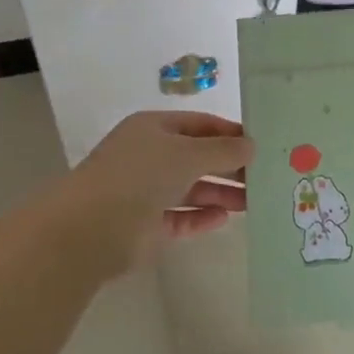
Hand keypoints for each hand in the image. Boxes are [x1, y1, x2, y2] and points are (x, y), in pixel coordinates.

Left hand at [54, 112, 254, 277]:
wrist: (90, 229)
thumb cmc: (140, 176)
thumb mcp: (187, 153)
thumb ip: (223, 149)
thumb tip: (252, 145)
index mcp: (154, 128)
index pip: (200, 124)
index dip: (229, 133)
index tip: (261, 145)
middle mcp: (149, 155)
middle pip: (197, 157)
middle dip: (229, 166)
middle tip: (264, 177)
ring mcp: (145, 191)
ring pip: (190, 188)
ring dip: (219, 193)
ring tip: (252, 202)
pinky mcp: (144, 225)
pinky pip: (179, 216)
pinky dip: (200, 217)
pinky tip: (223, 220)